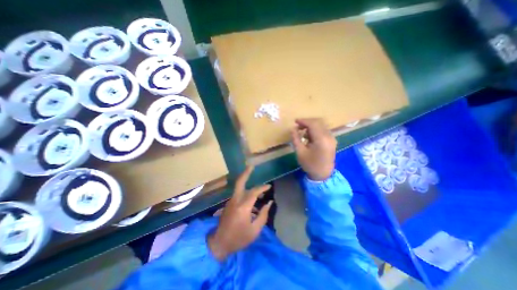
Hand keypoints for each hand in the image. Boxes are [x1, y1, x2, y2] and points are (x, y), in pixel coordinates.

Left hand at [208, 166, 271, 260]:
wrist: (219, 243)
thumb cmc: (239, 238)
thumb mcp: (255, 230)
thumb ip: (263, 215)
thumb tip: (269, 203)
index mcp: (243, 207)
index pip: (254, 192)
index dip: (262, 188)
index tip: (269, 187)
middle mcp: (235, 200)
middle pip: (240, 182)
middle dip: (246, 173)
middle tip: (251, 166)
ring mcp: (230, 201)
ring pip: (239, 187)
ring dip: (248, 183)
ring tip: (259, 190)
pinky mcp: (229, 204)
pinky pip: (239, 193)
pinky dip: (246, 191)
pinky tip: (253, 198)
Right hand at [293, 118, 337, 180]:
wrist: (323, 174)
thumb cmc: (310, 164)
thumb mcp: (300, 152)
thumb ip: (296, 139)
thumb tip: (292, 129)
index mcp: (321, 139)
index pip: (313, 124)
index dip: (303, 121)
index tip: (295, 121)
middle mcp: (329, 136)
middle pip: (318, 122)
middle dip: (307, 122)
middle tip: (298, 126)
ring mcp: (332, 138)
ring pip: (321, 125)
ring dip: (311, 125)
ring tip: (302, 132)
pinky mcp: (332, 140)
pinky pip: (323, 130)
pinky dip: (315, 129)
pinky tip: (309, 136)